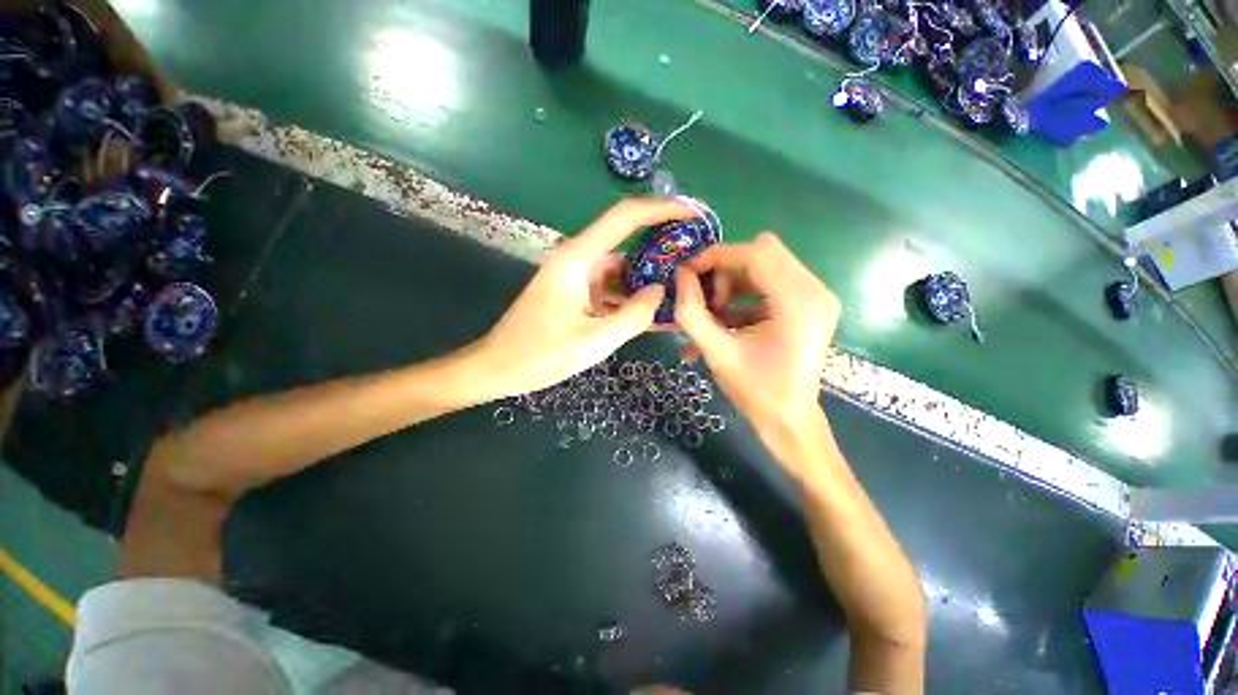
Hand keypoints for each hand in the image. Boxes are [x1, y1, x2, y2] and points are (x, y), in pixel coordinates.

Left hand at [477, 198, 695, 397]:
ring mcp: (575, 277)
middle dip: (660, 250)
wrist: (498, 368)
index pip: (624, 217)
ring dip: (646, 281)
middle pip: (625, 242)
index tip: (692, 214)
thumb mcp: (594, 341)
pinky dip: (630, 298)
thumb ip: (634, 315)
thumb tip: (660, 291)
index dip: (660, 209)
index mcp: (577, 260)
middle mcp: (577, 260)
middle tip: (694, 264)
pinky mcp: (575, 293)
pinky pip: (610, 289)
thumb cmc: (540, 355)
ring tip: (679, 293)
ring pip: (620, 270)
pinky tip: (651, 313)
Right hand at [673, 232, 839, 432]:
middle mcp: (815, 291)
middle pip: (763, 253)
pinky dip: (743, 296)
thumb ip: (691, 312)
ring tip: (714, 314)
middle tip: (706, 300)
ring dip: (732, 283)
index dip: (717, 256)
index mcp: (799, 302)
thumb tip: (680, 275)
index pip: (756, 253)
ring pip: (765, 266)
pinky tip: (725, 321)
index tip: (688, 272)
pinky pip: (770, 283)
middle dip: (725, 270)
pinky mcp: (809, 305)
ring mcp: (815, 297)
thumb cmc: (755, 391)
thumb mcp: (716, 352)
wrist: (789, 420)